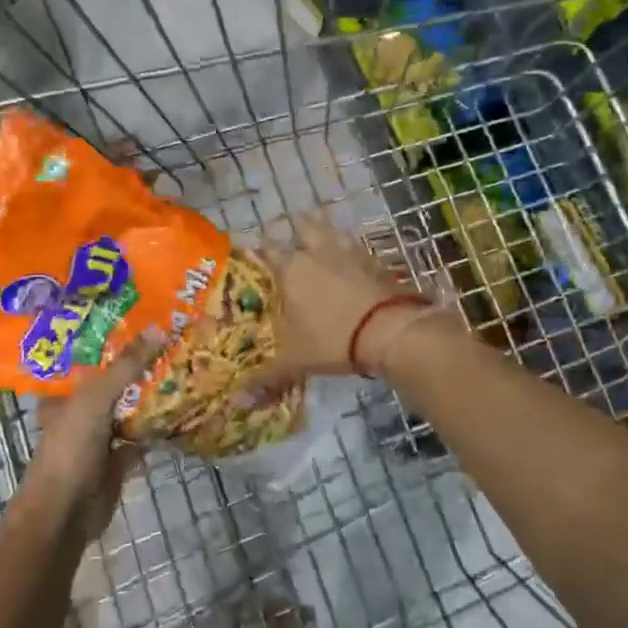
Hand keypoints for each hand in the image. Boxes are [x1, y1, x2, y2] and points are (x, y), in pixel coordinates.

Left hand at [28, 328, 167, 537]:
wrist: (65, 513)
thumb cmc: (70, 448)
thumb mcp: (96, 398)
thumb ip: (126, 366)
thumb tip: (158, 328)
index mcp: (65, 394)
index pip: (88, 359)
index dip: (111, 340)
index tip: (141, 320)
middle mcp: (80, 412)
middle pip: (113, 383)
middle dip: (138, 367)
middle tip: (172, 339)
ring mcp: (99, 438)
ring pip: (129, 410)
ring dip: (151, 397)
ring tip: (182, 367)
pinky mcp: (117, 461)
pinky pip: (141, 438)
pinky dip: (157, 429)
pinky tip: (181, 411)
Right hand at [245, 213, 435, 395]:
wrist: (390, 330)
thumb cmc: (333, 340)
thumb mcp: (296, 362)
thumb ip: (267, 378)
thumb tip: (236, 402)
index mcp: (291, 269)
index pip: (268, 249)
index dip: (260, 248)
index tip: (255, 251)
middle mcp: (318, 253)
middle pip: (304, 225)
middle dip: (296, 226)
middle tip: (291, 235)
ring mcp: (349, 253)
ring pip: (333, 230)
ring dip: (324, 230)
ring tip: (320, 238)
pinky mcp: (375, 260)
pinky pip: (357, 247)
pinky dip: (350, 249)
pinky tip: (350, 259)